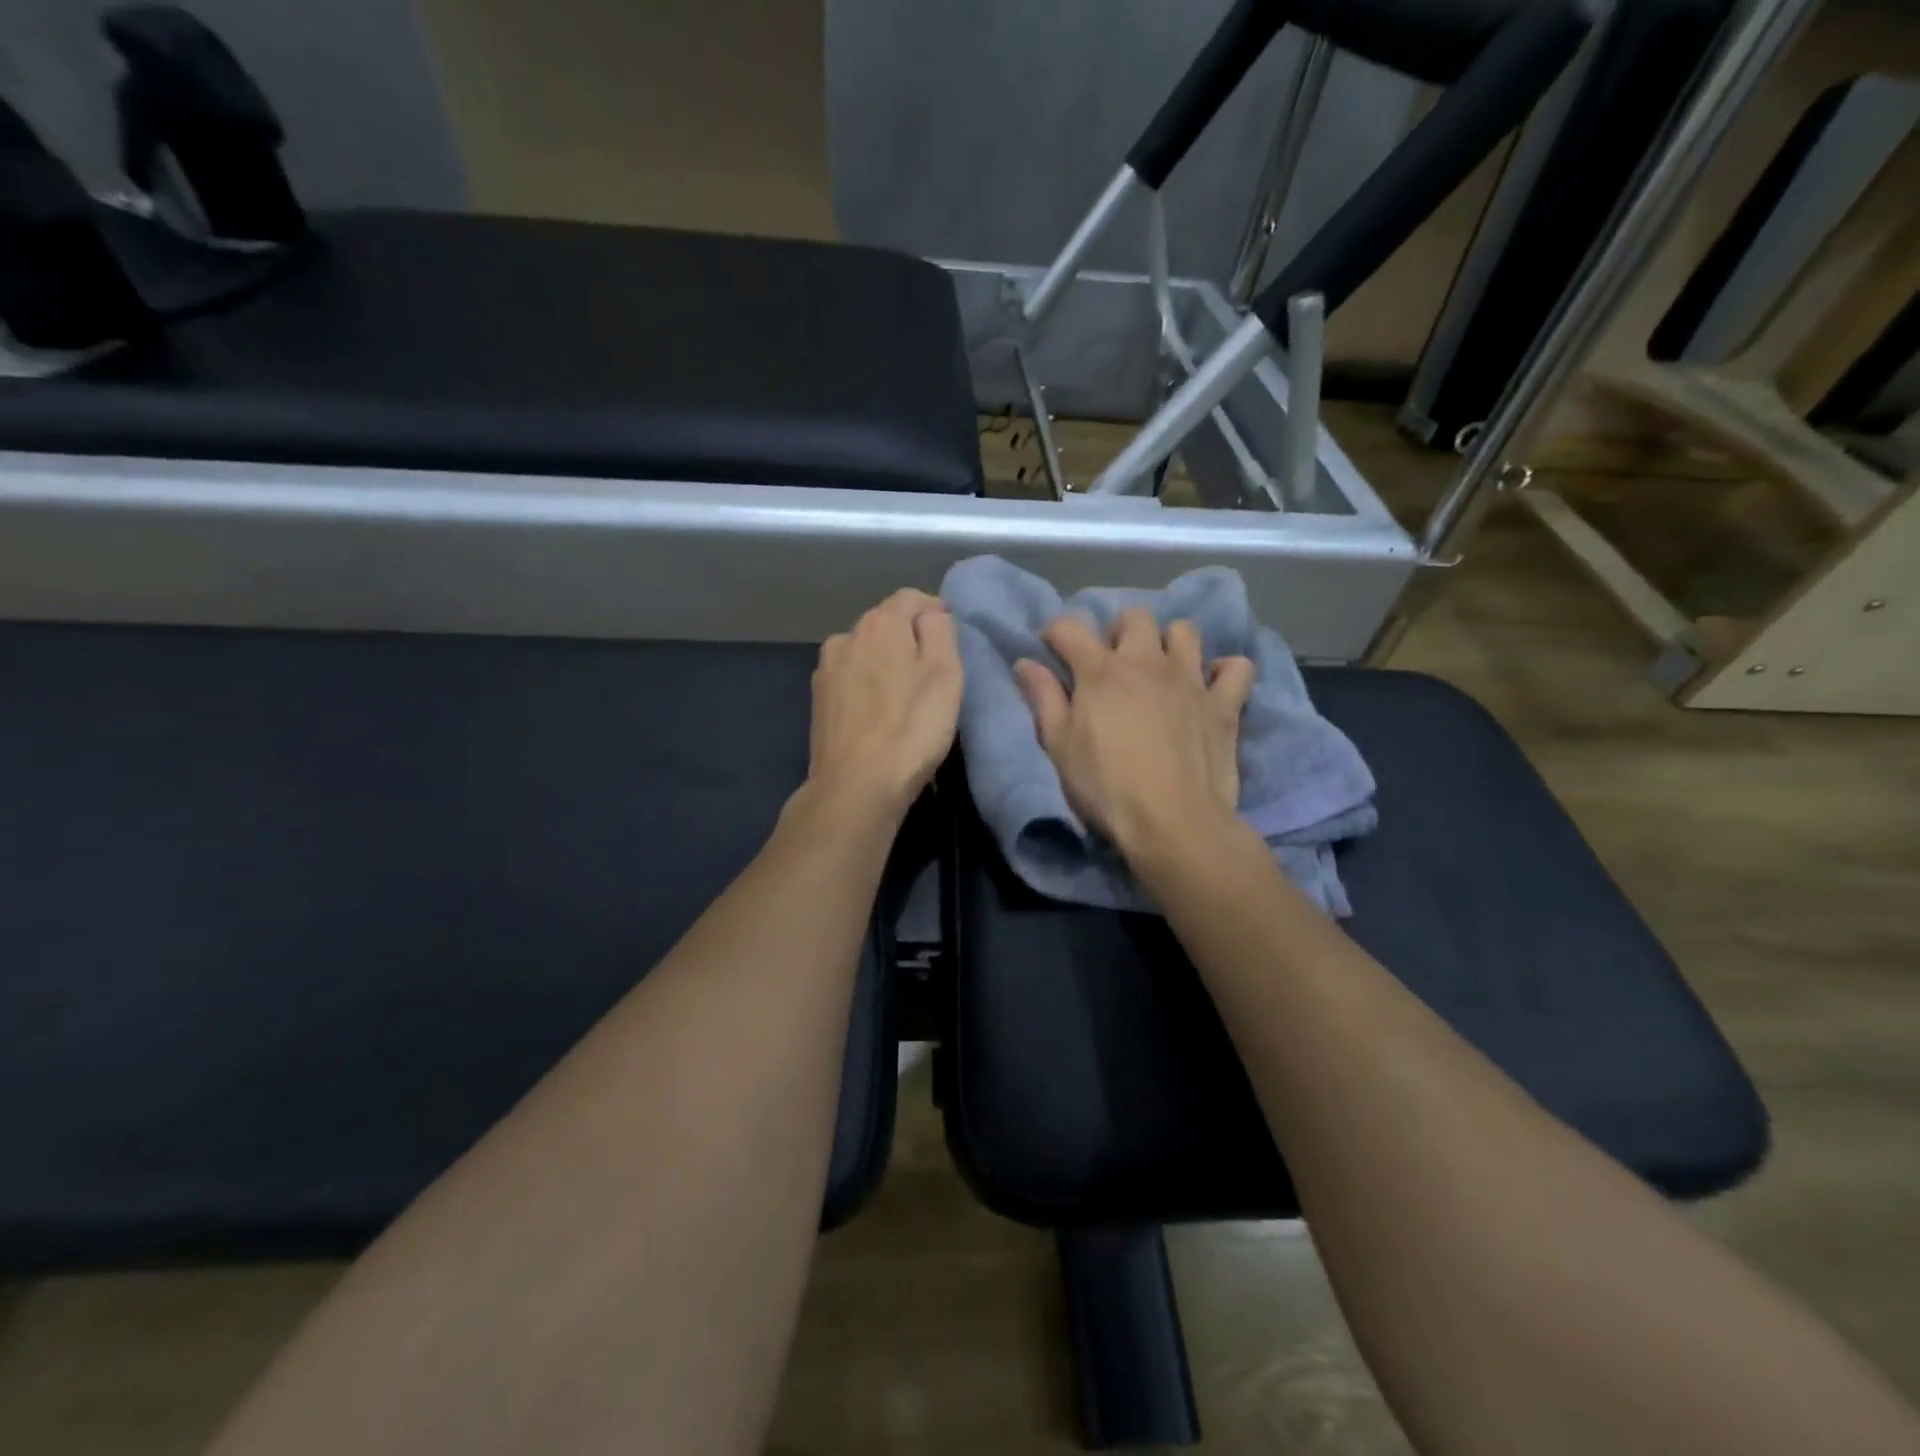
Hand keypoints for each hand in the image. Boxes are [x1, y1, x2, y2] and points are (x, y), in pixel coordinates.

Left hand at [805, 589, 962, 820]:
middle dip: (909, 639)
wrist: (857, 786)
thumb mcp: (946, 673)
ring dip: (886, 664)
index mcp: (879, 623)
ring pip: (865, 653)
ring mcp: (826, 670)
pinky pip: (851, 680)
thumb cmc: (912, 728)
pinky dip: (868, 687)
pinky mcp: (818, 701)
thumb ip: (939, 630)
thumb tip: (930, 613)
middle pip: (885, 624)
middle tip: (934, 672)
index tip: (952, 638)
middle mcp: (845, 636)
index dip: (935, 612)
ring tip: (905, 696)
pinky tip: (880, 714)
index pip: (911, 598)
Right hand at [1015, 609, 1253, 858]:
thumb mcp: (1059, 747)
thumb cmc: (1106, 788)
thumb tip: (1025, 663)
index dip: (1056, 634)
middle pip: (1134, 617)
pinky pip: (1236, 668)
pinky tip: (1210, 688)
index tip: (1052, 651)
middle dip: (1118, 631)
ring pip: (1184, 630)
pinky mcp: (1224, 704)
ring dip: (1169, 642)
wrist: (1173, 823)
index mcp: (1100, 672)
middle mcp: (1147, 662)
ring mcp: (1190, 679)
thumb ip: (1044, 699)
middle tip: (1112, 664)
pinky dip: (1224, 672)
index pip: (1070, 627)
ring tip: (1160, 670)